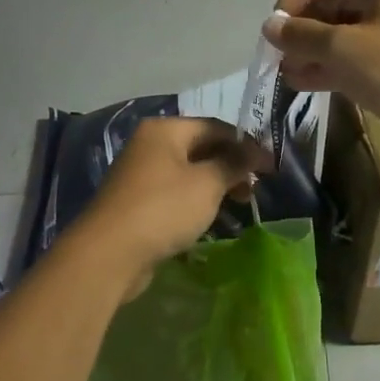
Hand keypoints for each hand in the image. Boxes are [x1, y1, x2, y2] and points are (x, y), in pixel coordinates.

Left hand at [70, 117, 271, 297]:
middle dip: (231, 165)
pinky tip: (212, 218)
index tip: (270, 166)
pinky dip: (196, 201)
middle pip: (200, 148)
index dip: (245, 144)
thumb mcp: (207, 184)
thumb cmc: (163, 209)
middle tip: (254, 188)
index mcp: (164, 130)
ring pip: (189, 173)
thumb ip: (234, 164)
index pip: (214, 126)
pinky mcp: (138, 203)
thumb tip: (255, 151)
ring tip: (240, 204)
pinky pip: (175, 194)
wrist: (109, 254)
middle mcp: (150, 145)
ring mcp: (141, 175)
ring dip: (216, 185)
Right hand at [267, 0, 379, 170]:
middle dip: (304, 27)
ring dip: (313, 50)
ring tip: (285, 72)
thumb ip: (302, 35)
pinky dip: (330, 67)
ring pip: (344, 33)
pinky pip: (356, 57)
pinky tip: (302, 83)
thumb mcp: (343, 48)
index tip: (276, 25)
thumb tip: (270, 26)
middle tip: (279, 53)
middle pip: (336, 2)